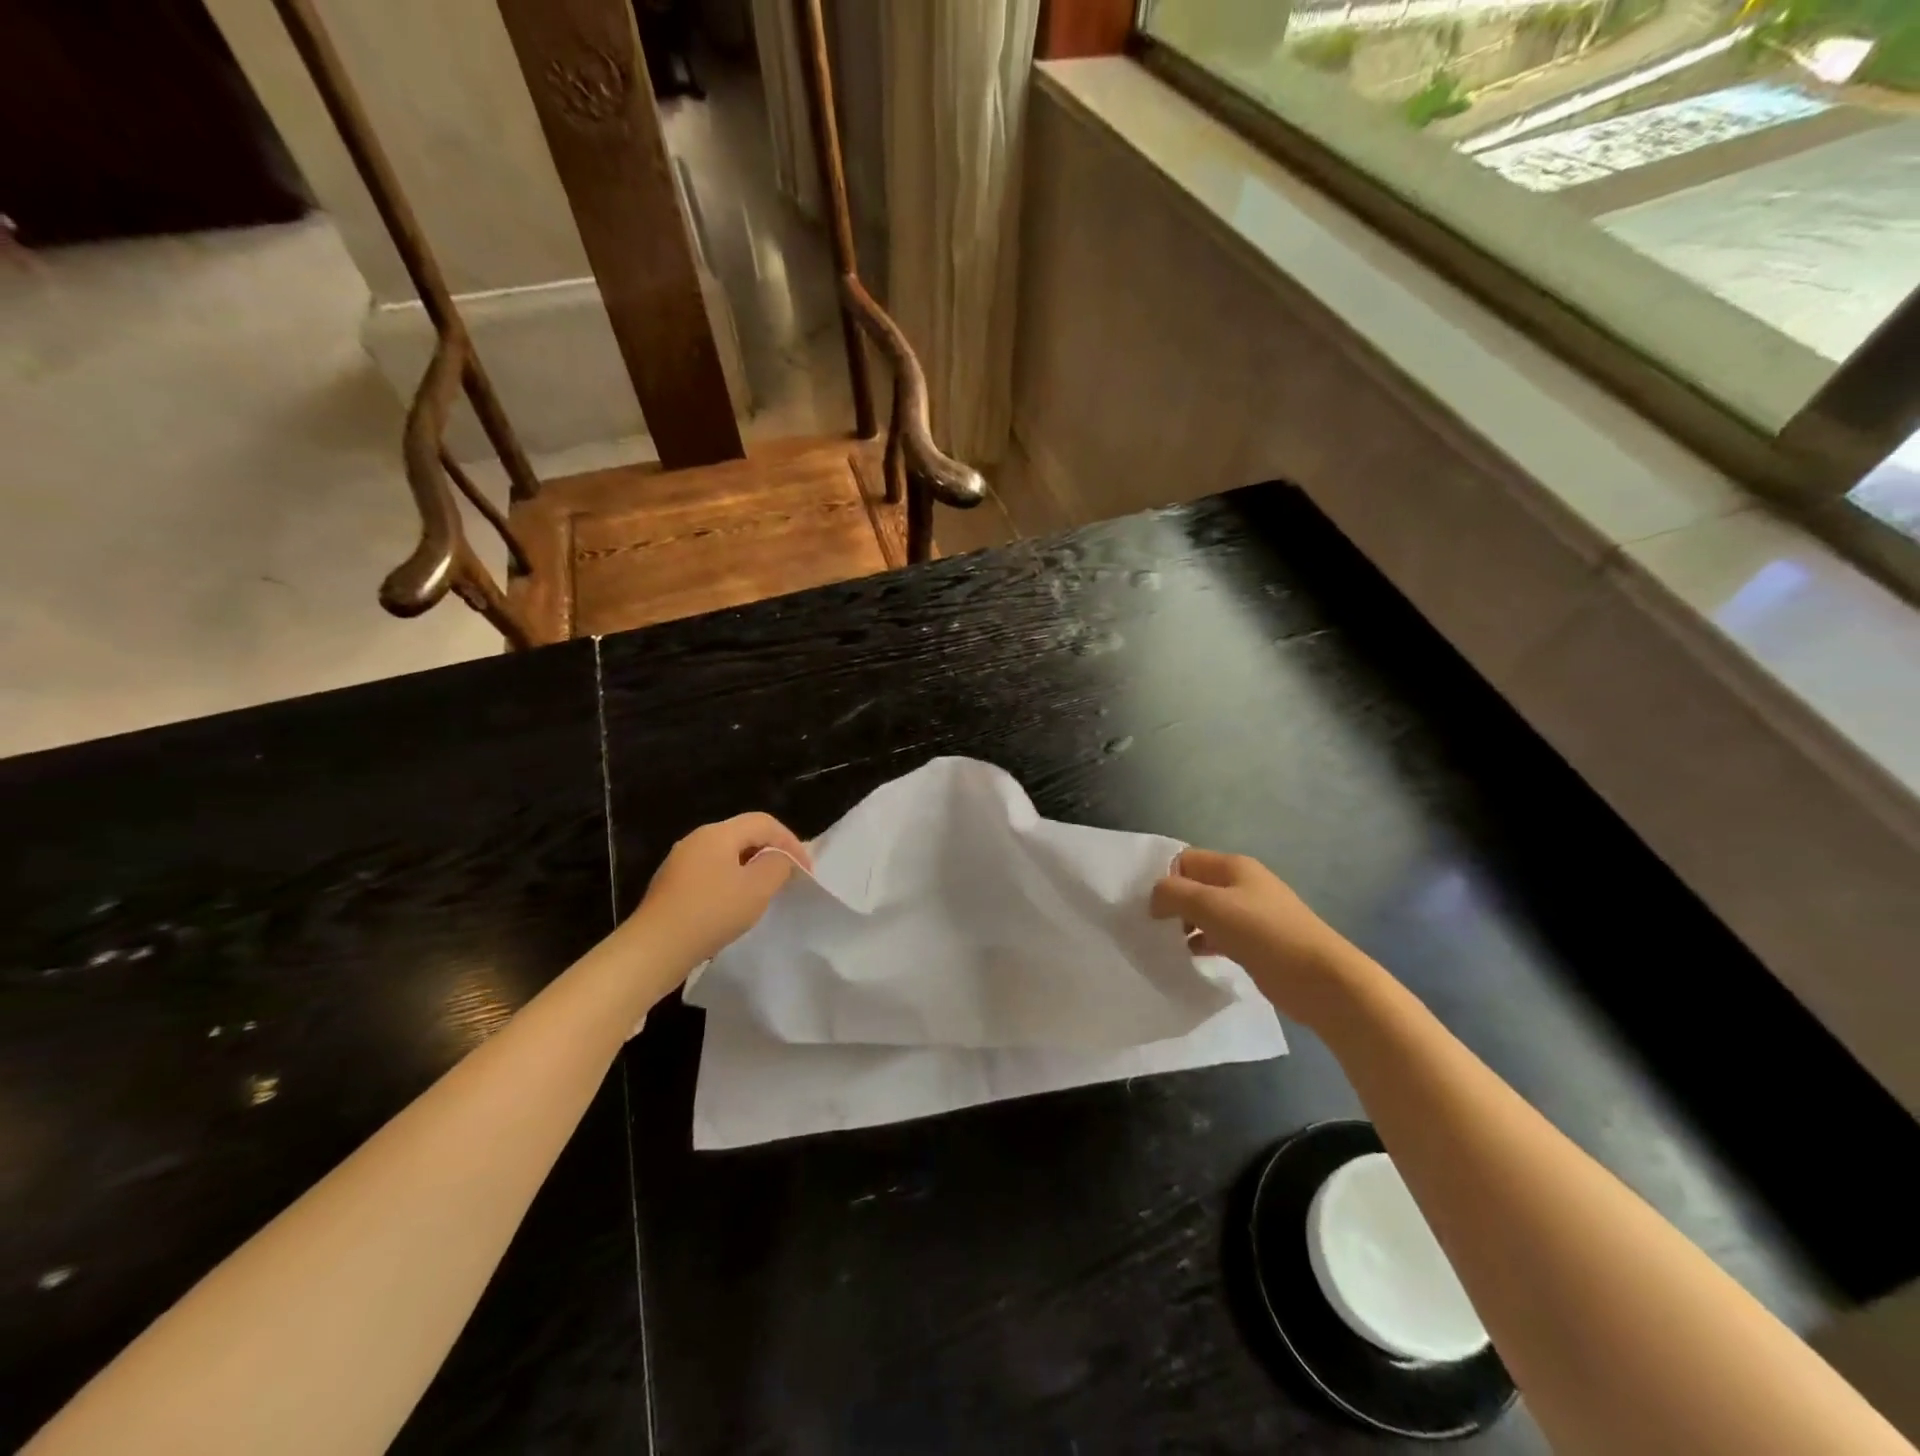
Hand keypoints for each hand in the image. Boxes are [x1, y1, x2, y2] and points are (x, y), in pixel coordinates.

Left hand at [633, 812, 811, 966]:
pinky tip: (735, 907)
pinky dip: (732, 882)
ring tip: (767, 893)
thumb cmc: (711, 913)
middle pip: (744, 835)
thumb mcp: (757, 888)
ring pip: (727, 855)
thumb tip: (780, 858)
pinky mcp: (672, 886)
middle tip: (790, 878)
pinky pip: (712, 873)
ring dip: (752, 869)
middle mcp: (697, 840)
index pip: (764, 822)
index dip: (791, 842)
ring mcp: (680, 863)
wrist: (653, 950)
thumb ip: (778, 865)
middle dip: (772, 853)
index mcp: (717, 833)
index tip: (806, 871)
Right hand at [1150, 848, 1370, 1026]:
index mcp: (1233, 866)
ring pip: (1206, 912)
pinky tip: (1192, 958)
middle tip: (1154, 927)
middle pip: (1195, 885)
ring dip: (1185, 925)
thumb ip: (1173, 894)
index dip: (1165, 878)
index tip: (1150, 906)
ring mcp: (1252, 914)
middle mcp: (1242, 884)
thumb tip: (1155, 898)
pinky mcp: (1257, 942)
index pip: (1185, 859)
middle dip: (1172, 903)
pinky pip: (1219, 935)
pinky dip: (1203, 943)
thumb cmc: (1263, 933)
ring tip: (1167, 945)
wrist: (1320, 979)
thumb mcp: (1209, 906)